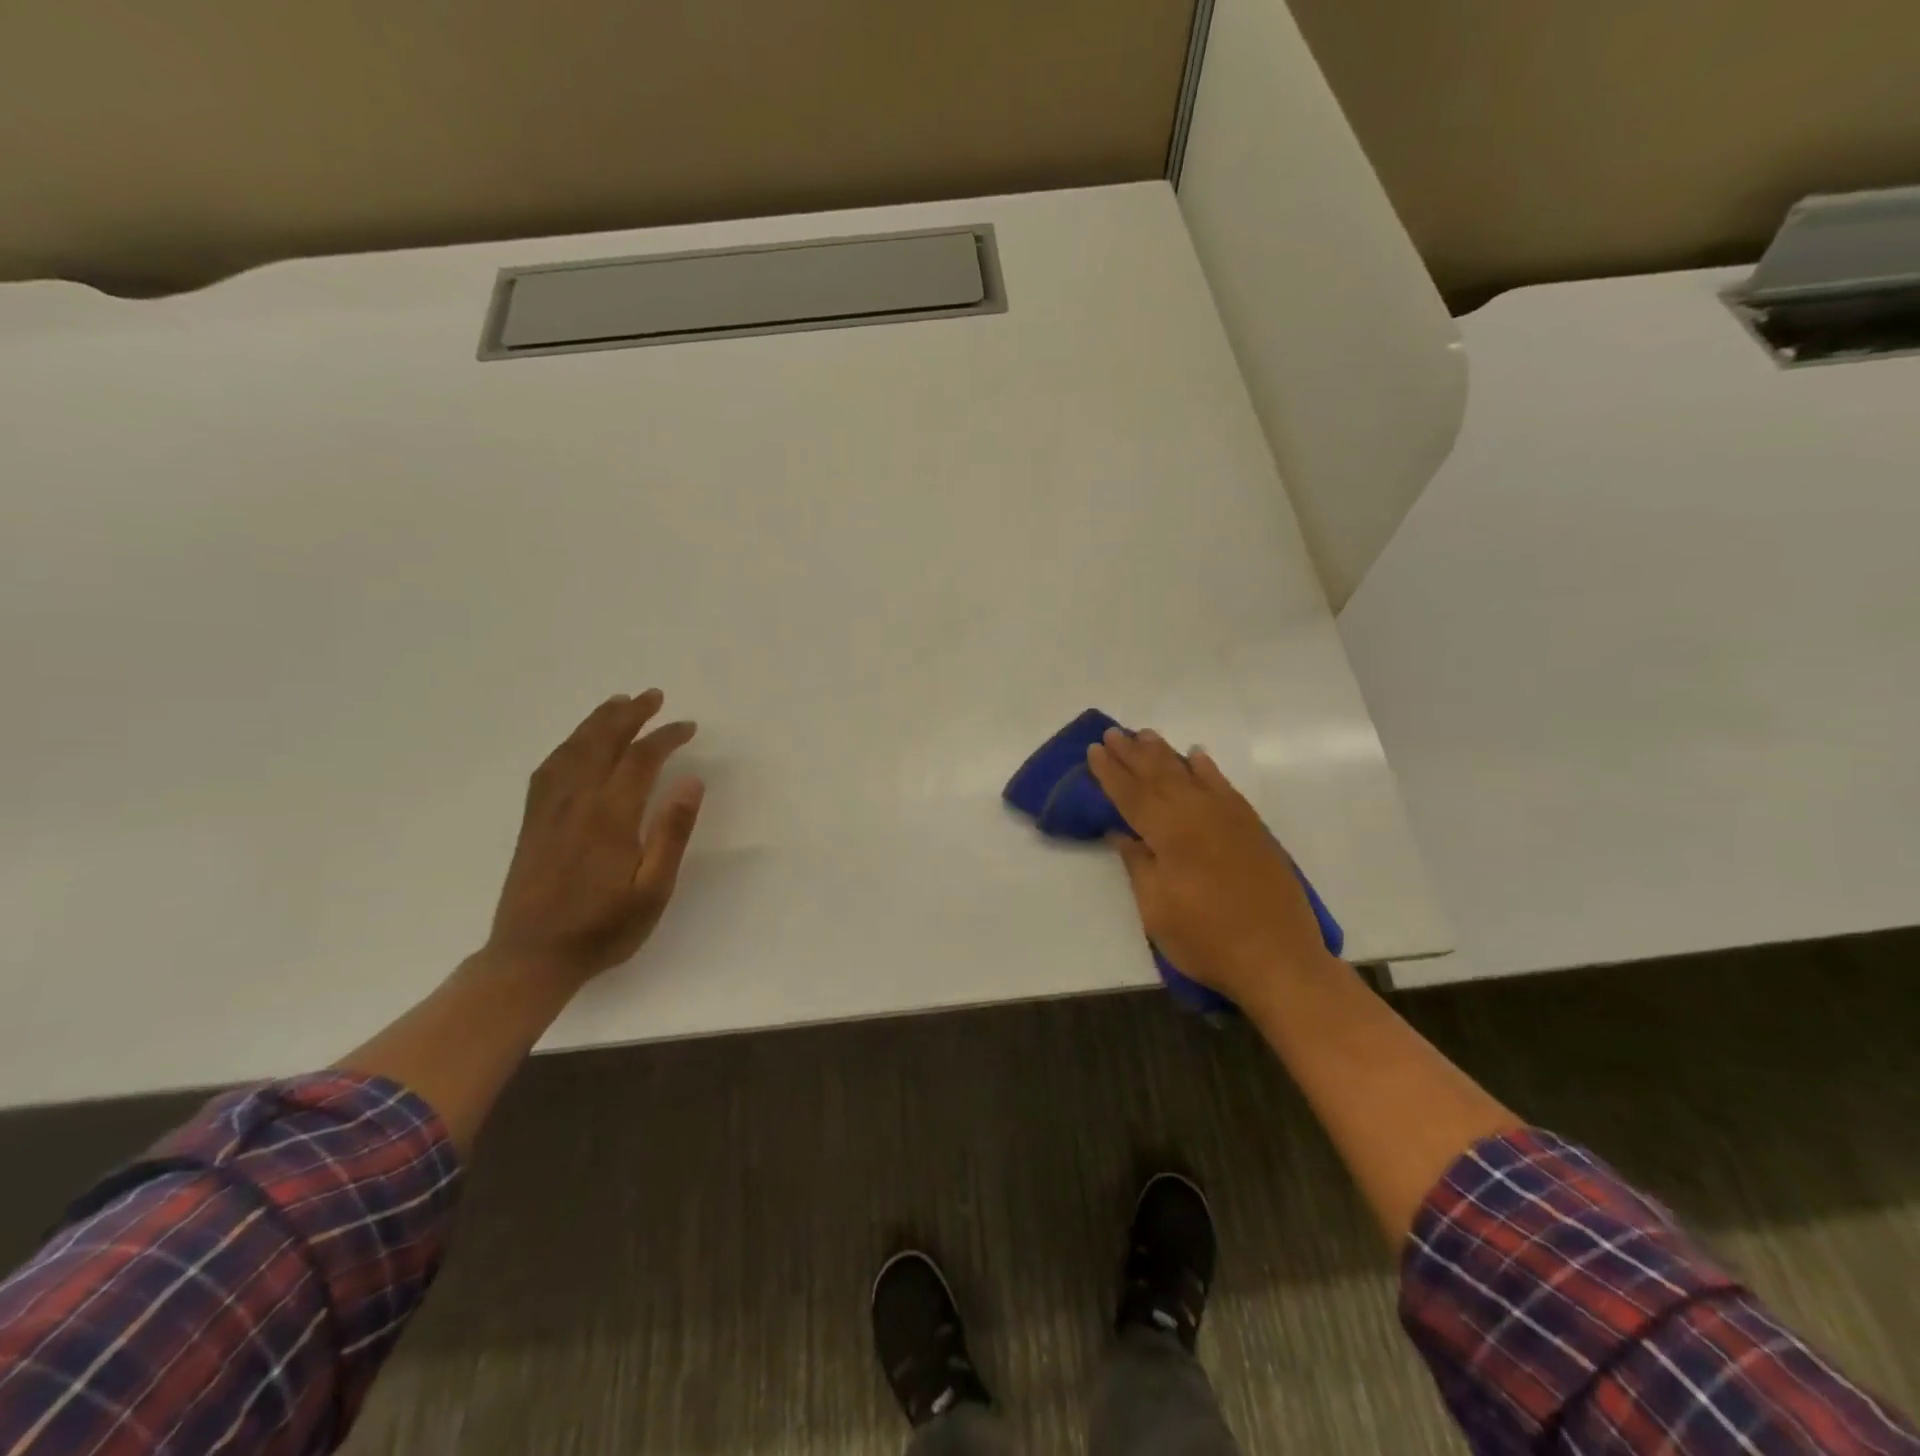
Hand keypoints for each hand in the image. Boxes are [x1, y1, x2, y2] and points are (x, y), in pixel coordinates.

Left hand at [484, 689, 704, 985]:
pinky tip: (578, 744)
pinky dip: (568, 745)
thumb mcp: (653, 890)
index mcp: (610, 817)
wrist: (531, 958)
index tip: (687, 726)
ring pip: (572, 749)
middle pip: (601, 742)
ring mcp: (548, 810)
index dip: (665, 737)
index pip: (640, 759)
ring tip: (618, 703)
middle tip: (652, 696)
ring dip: (597, 721)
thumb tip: (690, 780)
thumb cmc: (604, 928)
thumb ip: (671, 833)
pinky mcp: (533, 821)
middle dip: (628, 715)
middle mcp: (576, 802)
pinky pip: (549, 768)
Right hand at [1086, 728, 1336, 1005]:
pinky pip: (1224, 786)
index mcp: (1169, 834)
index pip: (1131, 795)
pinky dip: (1207, 769)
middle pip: (1159, 776)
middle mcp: (1198, 814)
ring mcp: (1229, 818)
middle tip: (1112, 733)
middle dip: (1132, 754)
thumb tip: (1122, 832)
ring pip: (1190, 774)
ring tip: (1145, 734)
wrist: (1278, 958)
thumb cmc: (1206, 940)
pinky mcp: (1252, 827)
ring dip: (1164, 753)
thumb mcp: (1157, 910)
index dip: (1109, 772)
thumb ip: (1139, 864)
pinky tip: (1196, 757)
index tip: (1093, 750)